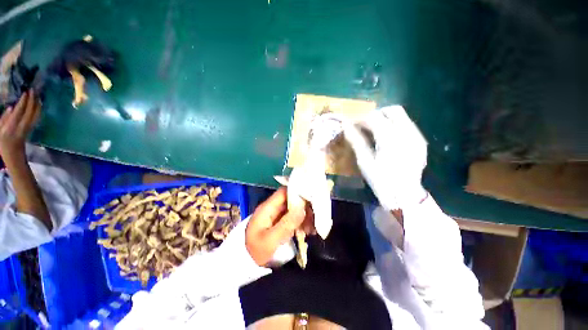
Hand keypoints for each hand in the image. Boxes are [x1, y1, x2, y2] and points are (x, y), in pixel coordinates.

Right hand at [0, 90, 39, 154]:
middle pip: (30, 112)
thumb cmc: (3, 143)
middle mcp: (21, 127)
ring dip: (37, 104)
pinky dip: (38, 110)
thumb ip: (3, 119)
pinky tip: (39, 104)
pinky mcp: (31, 130)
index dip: (23, 101)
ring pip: (35, 114)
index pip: (19, 112)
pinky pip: (36, 118)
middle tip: (33, 90)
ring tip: (37, 94)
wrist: (13, 156)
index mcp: (11, 127)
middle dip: (32, 100)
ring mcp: (28, 129)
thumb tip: (11, 107)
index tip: (26, 92)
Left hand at [245, 187, 312, 265]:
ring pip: (294, 210)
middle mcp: (273, 209)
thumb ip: (287, 224)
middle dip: (304, 207)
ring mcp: (276, 217)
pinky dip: (302, 223)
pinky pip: (293, 219)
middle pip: (291, 200)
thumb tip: (302, 208)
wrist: (245, 265)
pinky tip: (308, 231)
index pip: (284, 192)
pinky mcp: (280, 224)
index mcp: (267, 208)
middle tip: (314, 217)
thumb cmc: (256, 252)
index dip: (297, 192)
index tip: (311, 198)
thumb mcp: (271, 240)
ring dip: (304, 216)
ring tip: (312, 228)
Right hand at [343, 105, 427, 210]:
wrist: (405, 196)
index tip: (351, 124)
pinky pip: (407, 125)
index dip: (360, 118)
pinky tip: (388, 139)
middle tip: (364, 125)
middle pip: (392, 110)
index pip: (374, 117)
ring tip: (375, 131)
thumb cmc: (381, 180)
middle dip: (376, 114)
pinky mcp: (421, 142)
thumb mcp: (364, 161)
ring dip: (385, 119)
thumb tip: (345, 126)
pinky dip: (394, 126)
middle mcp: (407, 133)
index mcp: (390, 139)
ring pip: (401, 116)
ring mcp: (417, 137)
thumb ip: (356, 140)